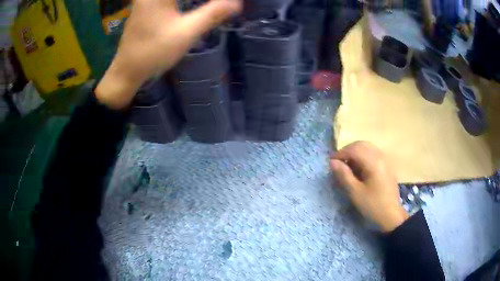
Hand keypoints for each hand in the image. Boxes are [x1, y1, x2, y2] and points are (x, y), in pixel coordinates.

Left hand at [96, 0, 241, 108]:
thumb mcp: (186, 33)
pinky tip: (189, 7)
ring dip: (193, 2)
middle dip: (204, 2)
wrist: (126, 71)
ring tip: (210, 7)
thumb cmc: (154, 53)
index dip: (213, 1)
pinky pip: (167, 1)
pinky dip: (181, 3)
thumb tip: (237, 2)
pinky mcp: (145, 6)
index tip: (229, 3)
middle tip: (219, 6)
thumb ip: (213, 14)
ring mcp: (146, 0)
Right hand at [330, 141, 408, 231]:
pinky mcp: (386, 166)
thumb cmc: (373, 205)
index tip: (331, 163)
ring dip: (355, 153)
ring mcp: (385, 160)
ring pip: (367, 148)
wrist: (391, 215)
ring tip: (347, 166)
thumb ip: (344, 175)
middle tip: (338, 163)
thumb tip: (332, 162)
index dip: (340, 153)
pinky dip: (363, 156)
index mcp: (373, 162)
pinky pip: (372, 154)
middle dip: (347, 150)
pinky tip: (358, 168)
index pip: (354, 149)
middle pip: (361, 145)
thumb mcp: (355, 193)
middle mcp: (380, 156)